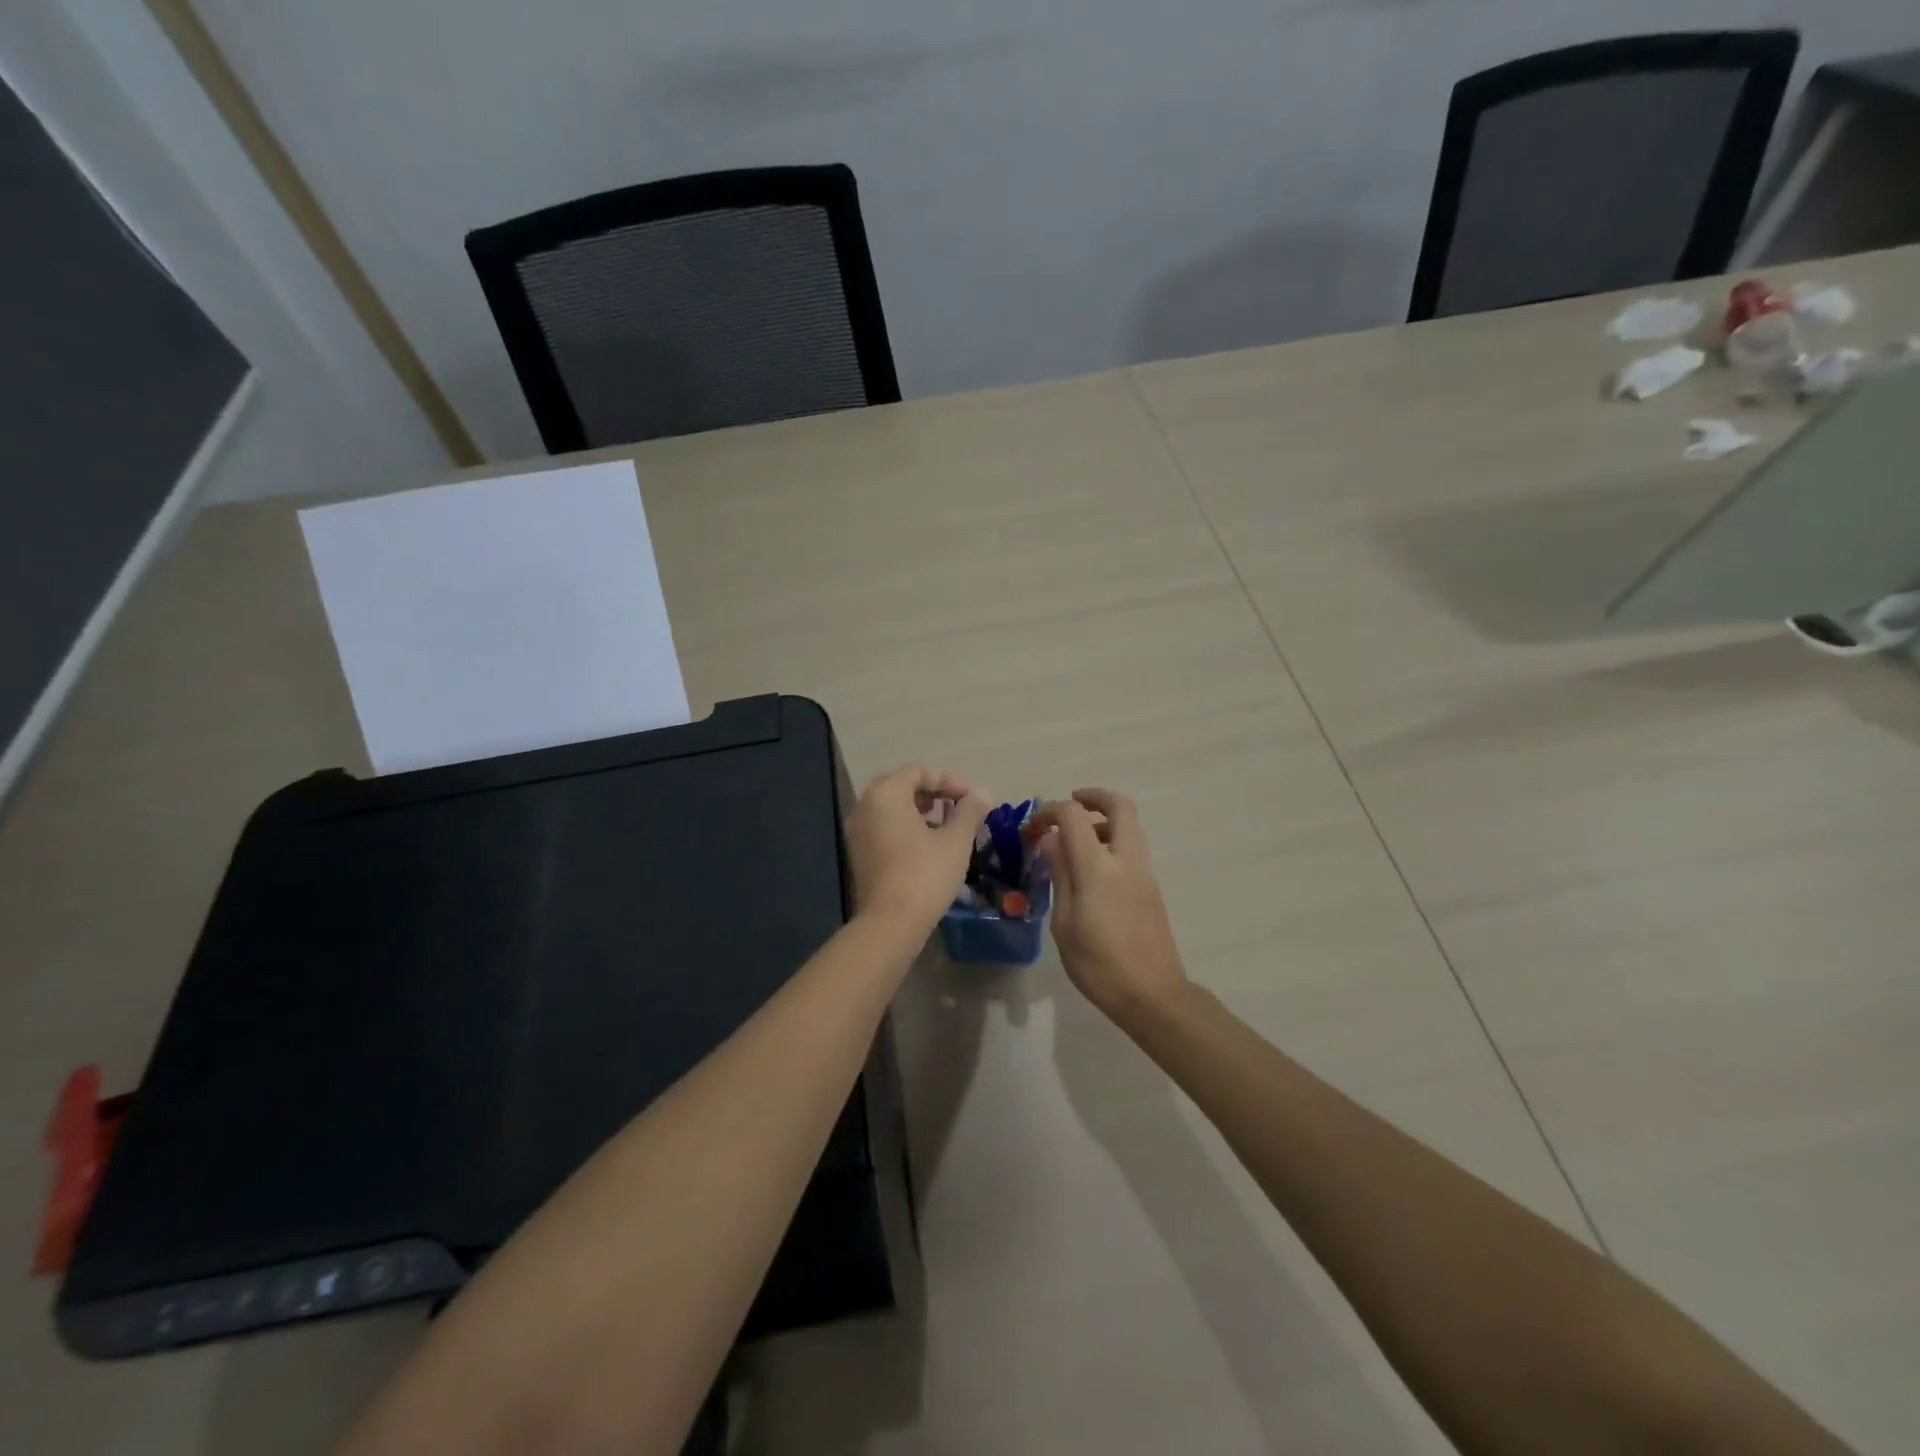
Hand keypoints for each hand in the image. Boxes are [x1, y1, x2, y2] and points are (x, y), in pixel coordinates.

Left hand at [846, 765, 990, 932]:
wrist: (890, 923)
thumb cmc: (925, 874)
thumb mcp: (956, 840)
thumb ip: (970, 811)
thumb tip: (982, 793)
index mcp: (886, 794)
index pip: (918, 771)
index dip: (949, 780)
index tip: (971, 799)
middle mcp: (865, 806)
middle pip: (902, 786)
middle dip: (934, 794)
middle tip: (960, 809)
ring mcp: (857, 831)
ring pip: (893, 809)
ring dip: (922, 812)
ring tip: (948, 829)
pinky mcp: (858, 854)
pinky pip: (884, 828)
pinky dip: (906, 829)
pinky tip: (929, 849)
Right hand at [1032, 789, 1187, 1023]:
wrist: (1153, 995)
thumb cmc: (1098, 965)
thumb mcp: (1064, 923)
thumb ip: (1060, 875)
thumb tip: (1051, 841)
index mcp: (1099, 868)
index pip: (1074, 816)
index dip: (1050, 811)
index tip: (1033, 826)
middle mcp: (1126, 860)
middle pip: (1119, 807)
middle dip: (1094, 796)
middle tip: (1070, 802)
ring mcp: (1144, 873)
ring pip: (1130, 826)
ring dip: (1104, 820)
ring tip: (1076, 839)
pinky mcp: (1152, 887)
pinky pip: (1133, 848)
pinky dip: (1113, 841)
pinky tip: (1091, 868)